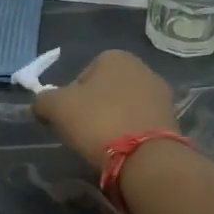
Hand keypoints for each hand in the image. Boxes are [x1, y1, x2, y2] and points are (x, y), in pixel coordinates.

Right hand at [32, 50, 178, 165]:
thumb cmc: (97, 121)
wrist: (145, 157)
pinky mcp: (172, 119)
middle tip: (83, 132)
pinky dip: (130, 133)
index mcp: (115, 57)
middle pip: (106, 90)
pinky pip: (141, 123)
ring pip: (125, 106)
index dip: (71, 97)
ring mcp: (161, 94)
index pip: (83, 74)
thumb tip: (41, 104)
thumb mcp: (56, 108)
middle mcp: (142, 68)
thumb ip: (43, 100)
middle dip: (94, 108)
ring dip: (113, 121)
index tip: (68, 118)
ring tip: (103, 144)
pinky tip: (123, 150)